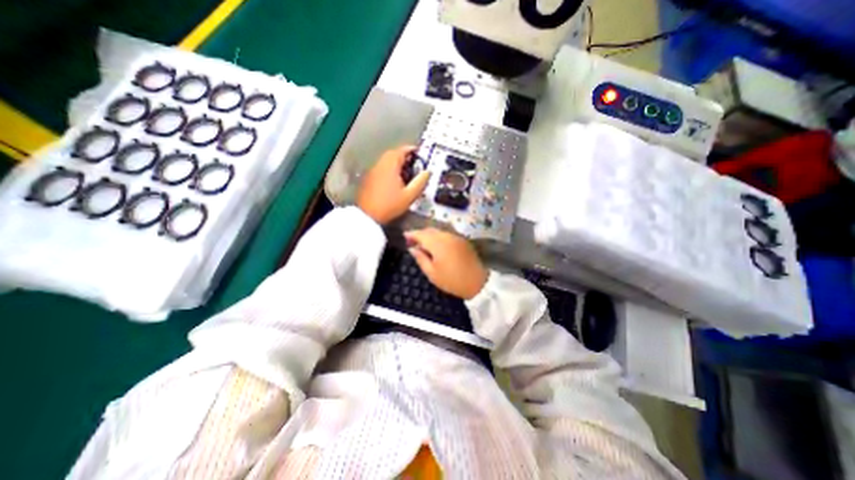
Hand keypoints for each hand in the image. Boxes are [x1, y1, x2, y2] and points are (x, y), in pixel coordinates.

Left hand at [358, 144, 430, 224]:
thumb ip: (420, 182)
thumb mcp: (409, 195)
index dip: (412, 150)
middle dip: (404, 156)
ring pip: (386, 161)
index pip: (402, 150)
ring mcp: (373, 171)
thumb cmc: (390, 205)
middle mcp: (380, 164)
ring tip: (406, 172)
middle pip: (393, 154)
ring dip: (397, 163)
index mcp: (390, 165)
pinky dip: (390, 169)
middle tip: (414, 163)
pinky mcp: (369, 179)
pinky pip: (381, 168)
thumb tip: (427, 172)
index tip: (420, 153)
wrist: (368, 216)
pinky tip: (395, 180)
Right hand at [404, 227, 483, 296]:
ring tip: (423, 244)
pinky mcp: (462, 240)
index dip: (411, 234)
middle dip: (420, 234)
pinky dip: (439, 237)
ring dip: (429, 235)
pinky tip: (436, 245)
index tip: (404, 236)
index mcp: (438, 243)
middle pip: (430, 230)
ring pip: (439, 231)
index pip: (421, 234)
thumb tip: (412, 248)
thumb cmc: (452, 281)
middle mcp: (447, 236)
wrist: (478, 282)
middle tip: (412, 242)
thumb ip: (420, 259)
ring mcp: (456, 236)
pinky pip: (447, 234)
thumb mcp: (432, 274)